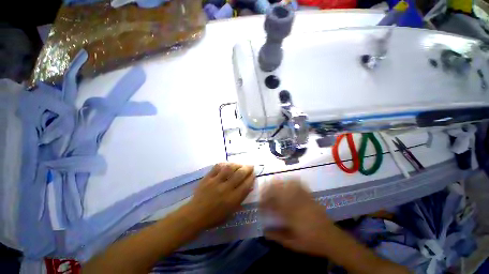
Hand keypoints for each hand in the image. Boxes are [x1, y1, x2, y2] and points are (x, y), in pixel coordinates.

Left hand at [184, 163, 254, 229]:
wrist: (195, 215)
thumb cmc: (214, 217)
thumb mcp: (231, 212)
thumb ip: (240, 199)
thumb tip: (249, 187)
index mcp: (232, 199)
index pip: (246, 185)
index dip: (251, 178)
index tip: (254, 174)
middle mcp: (225, 189)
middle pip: (239, 174)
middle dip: (247, 168)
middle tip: (250, 166)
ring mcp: (215, 182)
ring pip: (229, 168)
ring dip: (237, 164)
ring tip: (240, 164)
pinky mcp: (207, 178)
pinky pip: (217, 167)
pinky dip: (224, 164)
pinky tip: (228, 164)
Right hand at [259, 179, 334, 255]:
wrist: (331, 238)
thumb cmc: (311, 242)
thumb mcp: (292, 243)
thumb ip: (277, 236)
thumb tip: (264, 231)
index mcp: (292, 216)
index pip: (274, 205)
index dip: (265, 202)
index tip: (260, 204)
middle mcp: (297, 204)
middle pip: (280, 191)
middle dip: (269, 189)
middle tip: (263, 191)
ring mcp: (304, 199)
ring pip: (288, 186)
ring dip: (279, 183)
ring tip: (272, 183)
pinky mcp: (310, 197)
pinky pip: (300, 185)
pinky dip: (292, 181)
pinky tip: (288, 180)